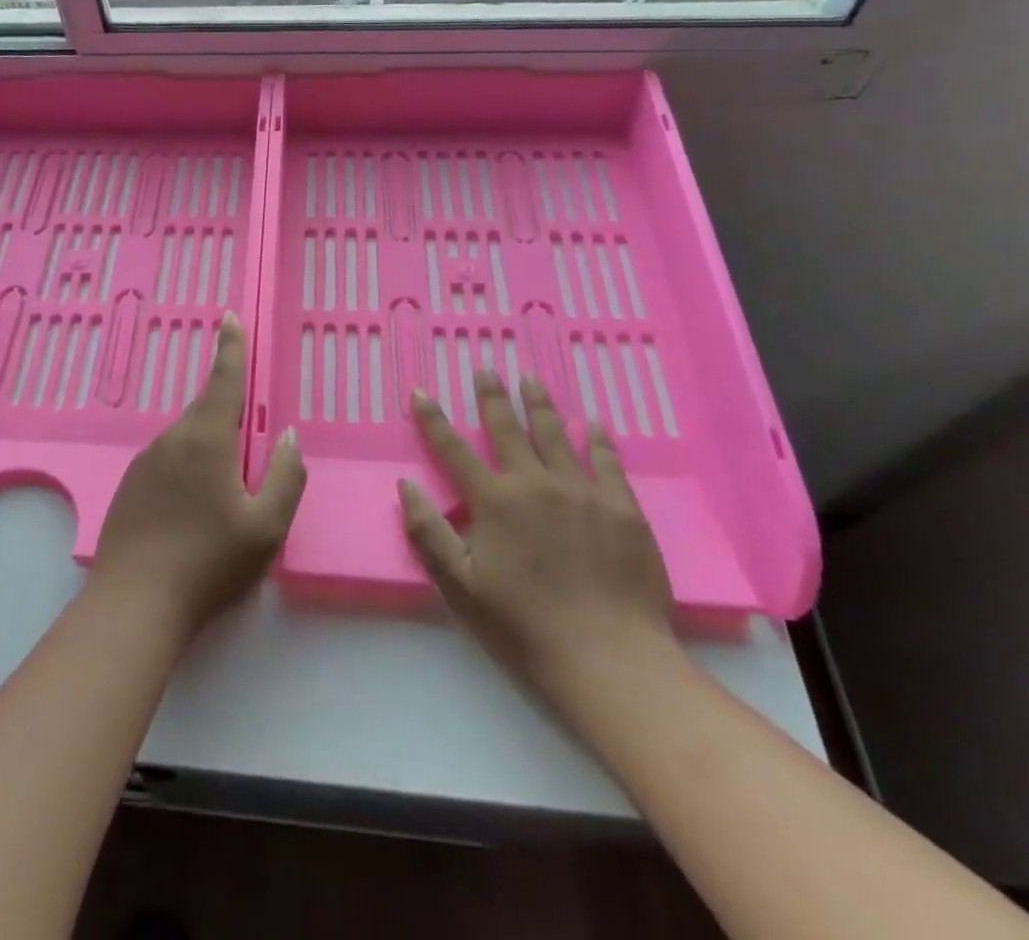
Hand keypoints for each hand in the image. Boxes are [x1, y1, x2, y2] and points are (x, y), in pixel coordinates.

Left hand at [90, 313, 306, 639]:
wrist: (133, 604)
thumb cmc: (208, 564)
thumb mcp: (266, 527)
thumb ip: (285, 476)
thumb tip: (288, 436)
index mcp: (206, 439)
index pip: (223, 379)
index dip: (230, 347)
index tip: (229, 317)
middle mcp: (172, 439)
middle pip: (206, 411)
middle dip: (228, 414)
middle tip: (247, 445)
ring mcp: (145, 461)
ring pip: (187, 439)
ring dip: (209, 449)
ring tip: (223, 497)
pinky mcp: (130, 484)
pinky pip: (168, 462)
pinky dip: (187, 470)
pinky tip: (192, 512)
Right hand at [400, 371, 677, 716]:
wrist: (611, 659)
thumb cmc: (525, 626)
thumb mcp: (460, 587)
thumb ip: (429, 533)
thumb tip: (406, 486)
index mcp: (494, 502)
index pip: (454, 450)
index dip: (433, 419)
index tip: (421, 392)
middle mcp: (535, 483)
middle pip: (507, 428)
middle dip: (492, 397)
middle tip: (485, 369)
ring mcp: (582, 492)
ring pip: (555, 434)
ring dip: (540, 404)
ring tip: (530, 379)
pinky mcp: (622, 508)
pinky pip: (606, 461)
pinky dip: (597, 438)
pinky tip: (592, 423)